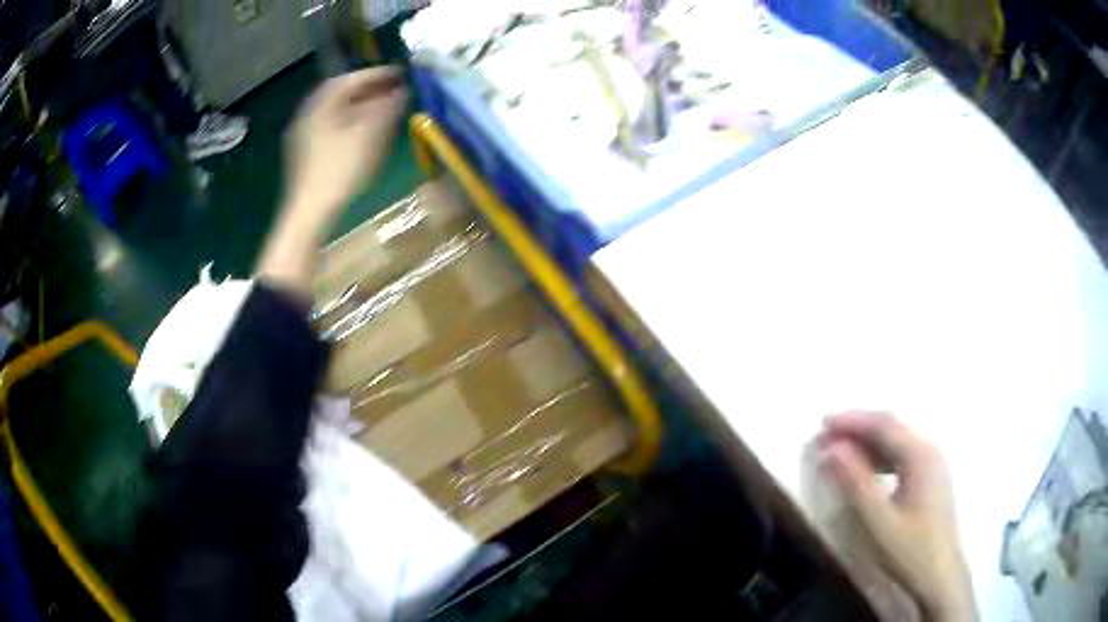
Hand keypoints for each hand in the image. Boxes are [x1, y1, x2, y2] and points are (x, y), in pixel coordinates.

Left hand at [283, 67, 407, 220]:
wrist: (309, 213)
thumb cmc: (339, 170)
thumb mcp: (369, 135)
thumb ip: (388, 108)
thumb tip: (403, 91)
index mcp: (320, 104)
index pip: (351, 78)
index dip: (379, 74)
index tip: (403, 74)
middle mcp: (309, 113)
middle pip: (342, 93)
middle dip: (371, 90)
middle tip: (397, 91)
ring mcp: (305, 135)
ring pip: (338, 111)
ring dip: (362, 106)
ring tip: (386, 110)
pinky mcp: (307, 154)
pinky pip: (333, 127)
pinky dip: (353, 122)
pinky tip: (367, 133)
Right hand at [817, 412, 974, 621]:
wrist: (940, 576)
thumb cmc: (910, 550)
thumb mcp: (878, 521)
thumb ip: (855, 482)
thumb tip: (830, 449)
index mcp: (921, 454)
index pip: (883, 425)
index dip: (851, 422)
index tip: (821, 425)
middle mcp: (929, 449)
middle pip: (890, 427)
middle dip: (856, 429)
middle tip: (824, 438)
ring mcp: (932, 462)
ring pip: (896, 440)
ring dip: (866, 442)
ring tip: (838, 452)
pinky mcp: (930, 476)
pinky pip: (901, 455)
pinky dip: (878, 456)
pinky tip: (864, 468)